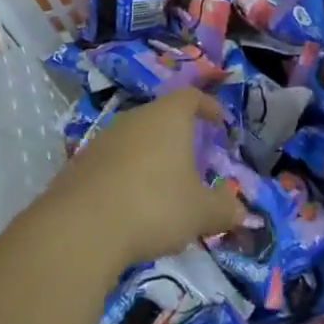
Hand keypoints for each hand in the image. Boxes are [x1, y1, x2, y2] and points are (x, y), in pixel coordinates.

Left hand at [52, 89, 250, 265]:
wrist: (81, 227)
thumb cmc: (154, 206)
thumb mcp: (200, 212)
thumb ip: (223, 209)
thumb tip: (241, 211)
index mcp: (168, 117)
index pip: (191, 96)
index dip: (207, 106)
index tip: (219, 121)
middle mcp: (135, 118)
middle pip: (161, 116)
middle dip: (178, 134)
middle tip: (193, 157)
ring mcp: (104, 138)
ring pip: (135, 138)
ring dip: (151, 155)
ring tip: (163, 183)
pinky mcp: (81, 163)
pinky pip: (113, 160)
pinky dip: (127, 173)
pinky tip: (131, 201)